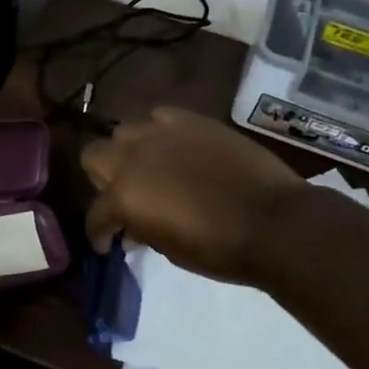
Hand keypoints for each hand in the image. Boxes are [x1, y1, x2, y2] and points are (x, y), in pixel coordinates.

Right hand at [81, 107, 306, 284]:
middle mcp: (132, 156)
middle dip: (102, 179)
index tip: (108, 242)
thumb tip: (133, 227)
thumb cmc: (220, 249)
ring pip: (125, 131)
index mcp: (123, 196)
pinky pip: (161, 117)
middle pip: (94, 155)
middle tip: (124, 198)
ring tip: (150, 168)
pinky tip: (177, 148)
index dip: (99, 232)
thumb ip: (142, 231)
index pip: (95, 214)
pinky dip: (162, 133)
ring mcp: (161, 132)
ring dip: (130, 151)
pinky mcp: (190, 119)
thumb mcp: (169, 250)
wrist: (273, 221)